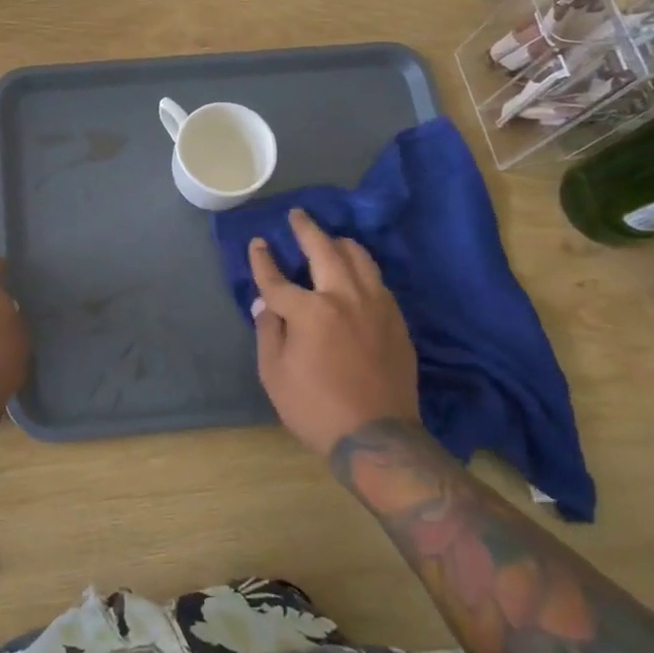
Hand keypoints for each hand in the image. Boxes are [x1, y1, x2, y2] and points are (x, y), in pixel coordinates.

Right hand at [250, 210, 419, 455]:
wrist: (378, 437)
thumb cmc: (315, 408)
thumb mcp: (275, 374)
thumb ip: (268, 331)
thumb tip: (265, 304)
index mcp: (310, 311)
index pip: (277, 278)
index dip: (263, 260)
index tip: (257, 243)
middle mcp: (345, 297)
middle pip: (325, 250)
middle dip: (307, 229)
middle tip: (298, 215)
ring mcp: (376, 306)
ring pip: (360, 258)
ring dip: (340, 243)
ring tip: (329, 239)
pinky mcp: (396, 320)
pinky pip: (377, 281)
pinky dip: (361, 269)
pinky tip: (354, 274)